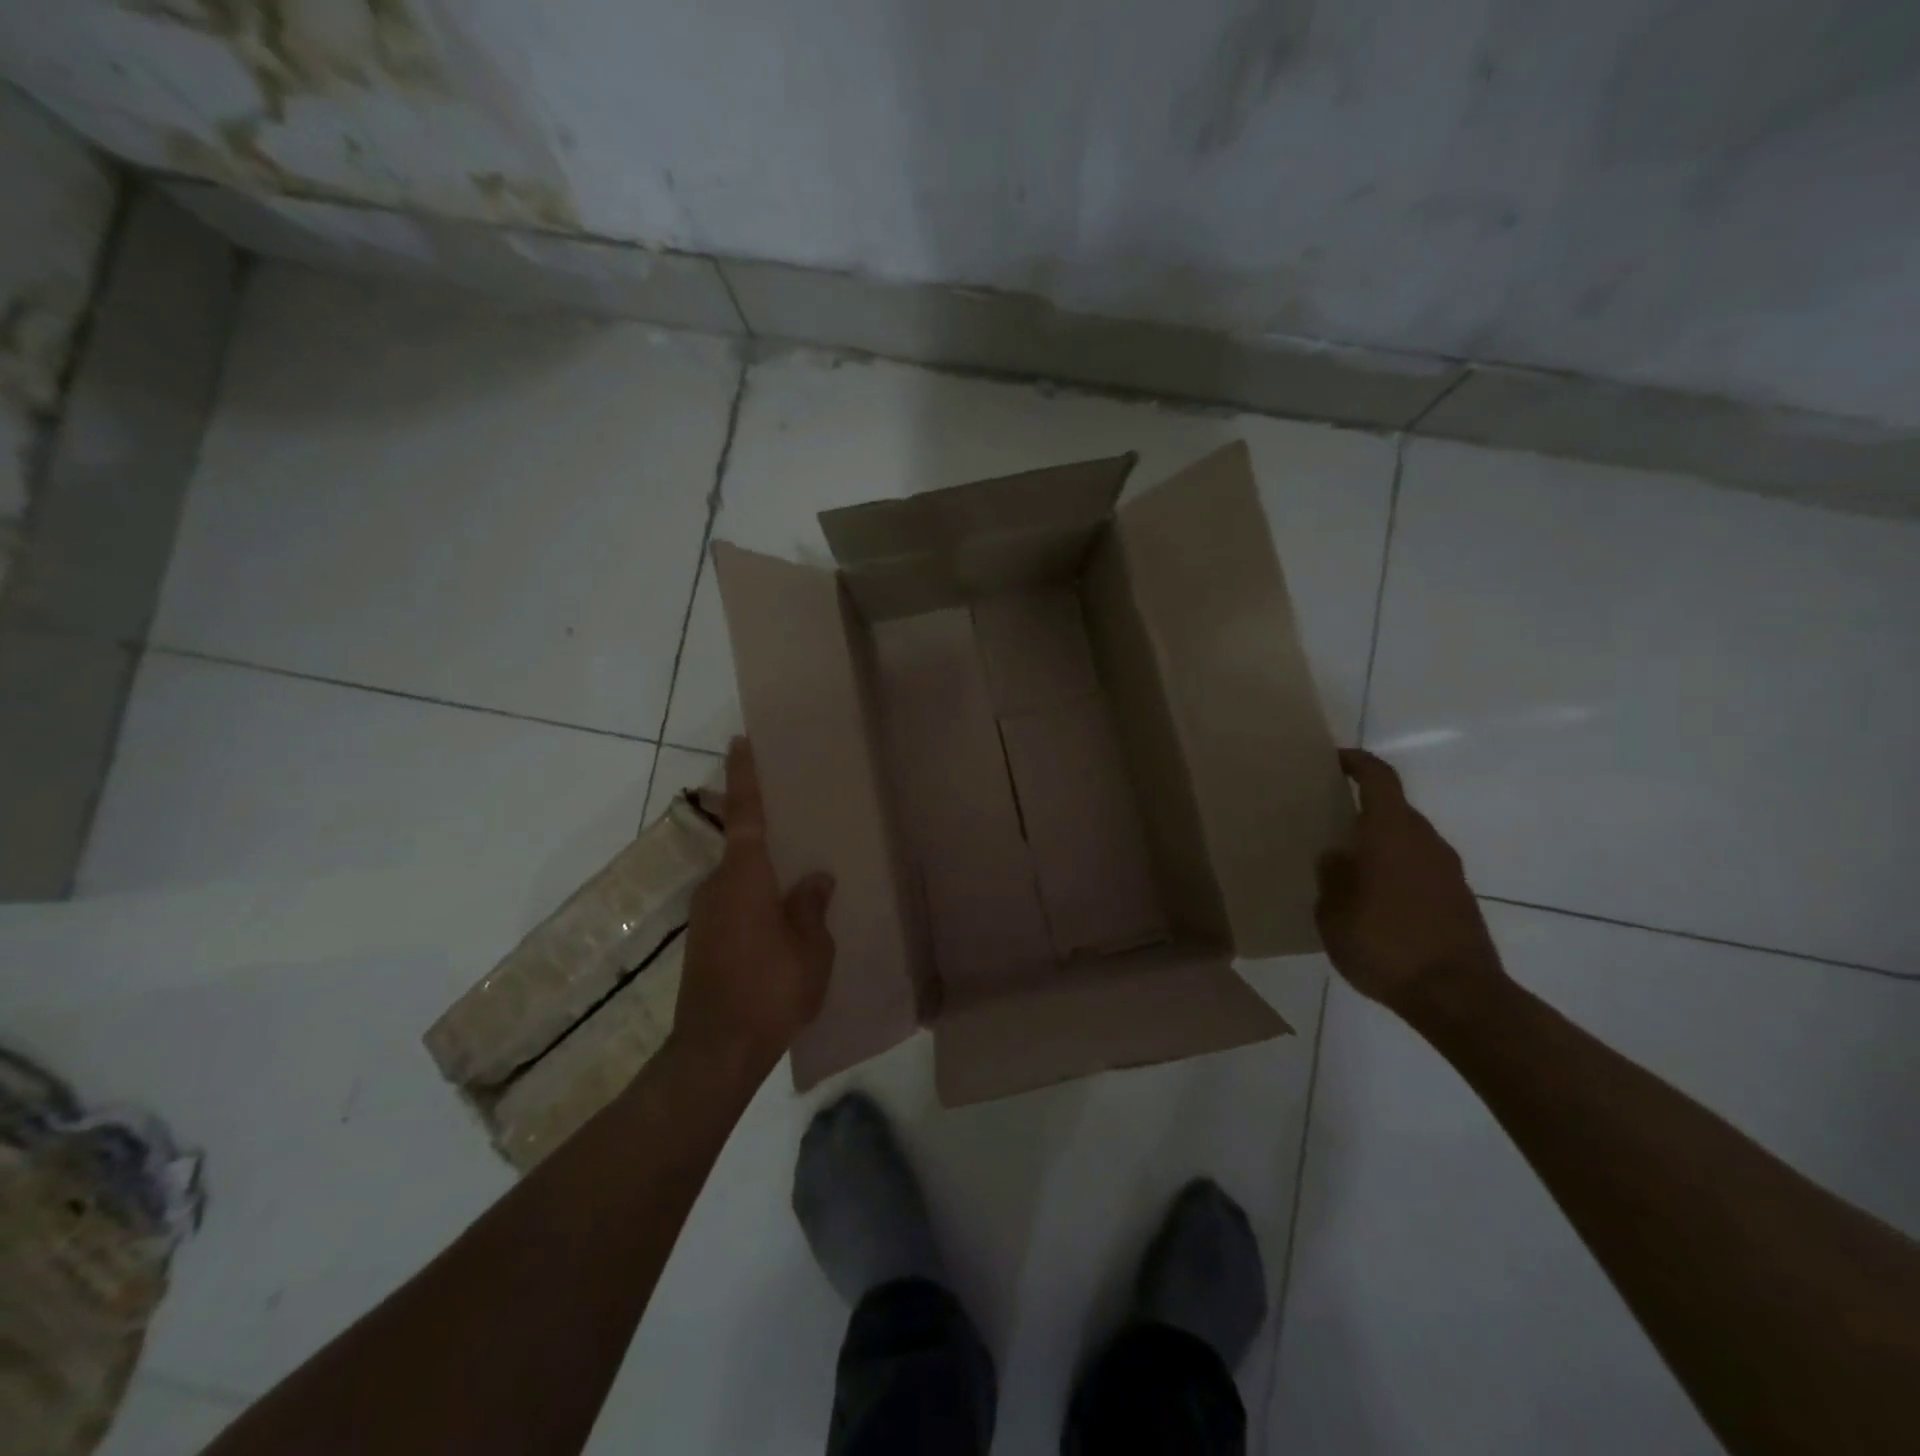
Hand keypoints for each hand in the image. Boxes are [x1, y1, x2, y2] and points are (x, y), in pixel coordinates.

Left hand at [673, 738, 835, 1074]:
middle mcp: (718, 887)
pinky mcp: (704, 941)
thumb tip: (816, 878)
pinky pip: (735, 902)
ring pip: (738, 878)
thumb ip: (812, 907)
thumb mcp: (810, 948)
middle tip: (792, 817)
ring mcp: (706, 915)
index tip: (740, 741)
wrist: (716, 1051)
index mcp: (745, 879)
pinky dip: (756, 898)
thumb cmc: (770, 991)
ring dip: (762, 872)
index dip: (746, 776)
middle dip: (760, 828)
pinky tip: (780, 919)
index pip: (746, 815)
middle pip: (740, 845)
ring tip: (797, 877)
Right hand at [1314, 749, 1505, 1016]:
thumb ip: (1331, 878)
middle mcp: (1424, 842)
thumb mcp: (1333, 914)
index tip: (1334, 760)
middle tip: (1329, 819)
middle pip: (1394, 809)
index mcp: (1391, 833)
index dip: (1358, 763)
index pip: (1379, 779)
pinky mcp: (1458, 898)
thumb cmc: (1385, 945)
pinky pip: (1420, 867)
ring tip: (1347, 862)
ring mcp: (1447, 870)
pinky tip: (1374, 897)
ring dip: (1380, 842)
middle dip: (1363, 808)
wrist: (1458, 996)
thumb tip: (1336, 858)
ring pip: (1408, 839)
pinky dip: (1396, 869)